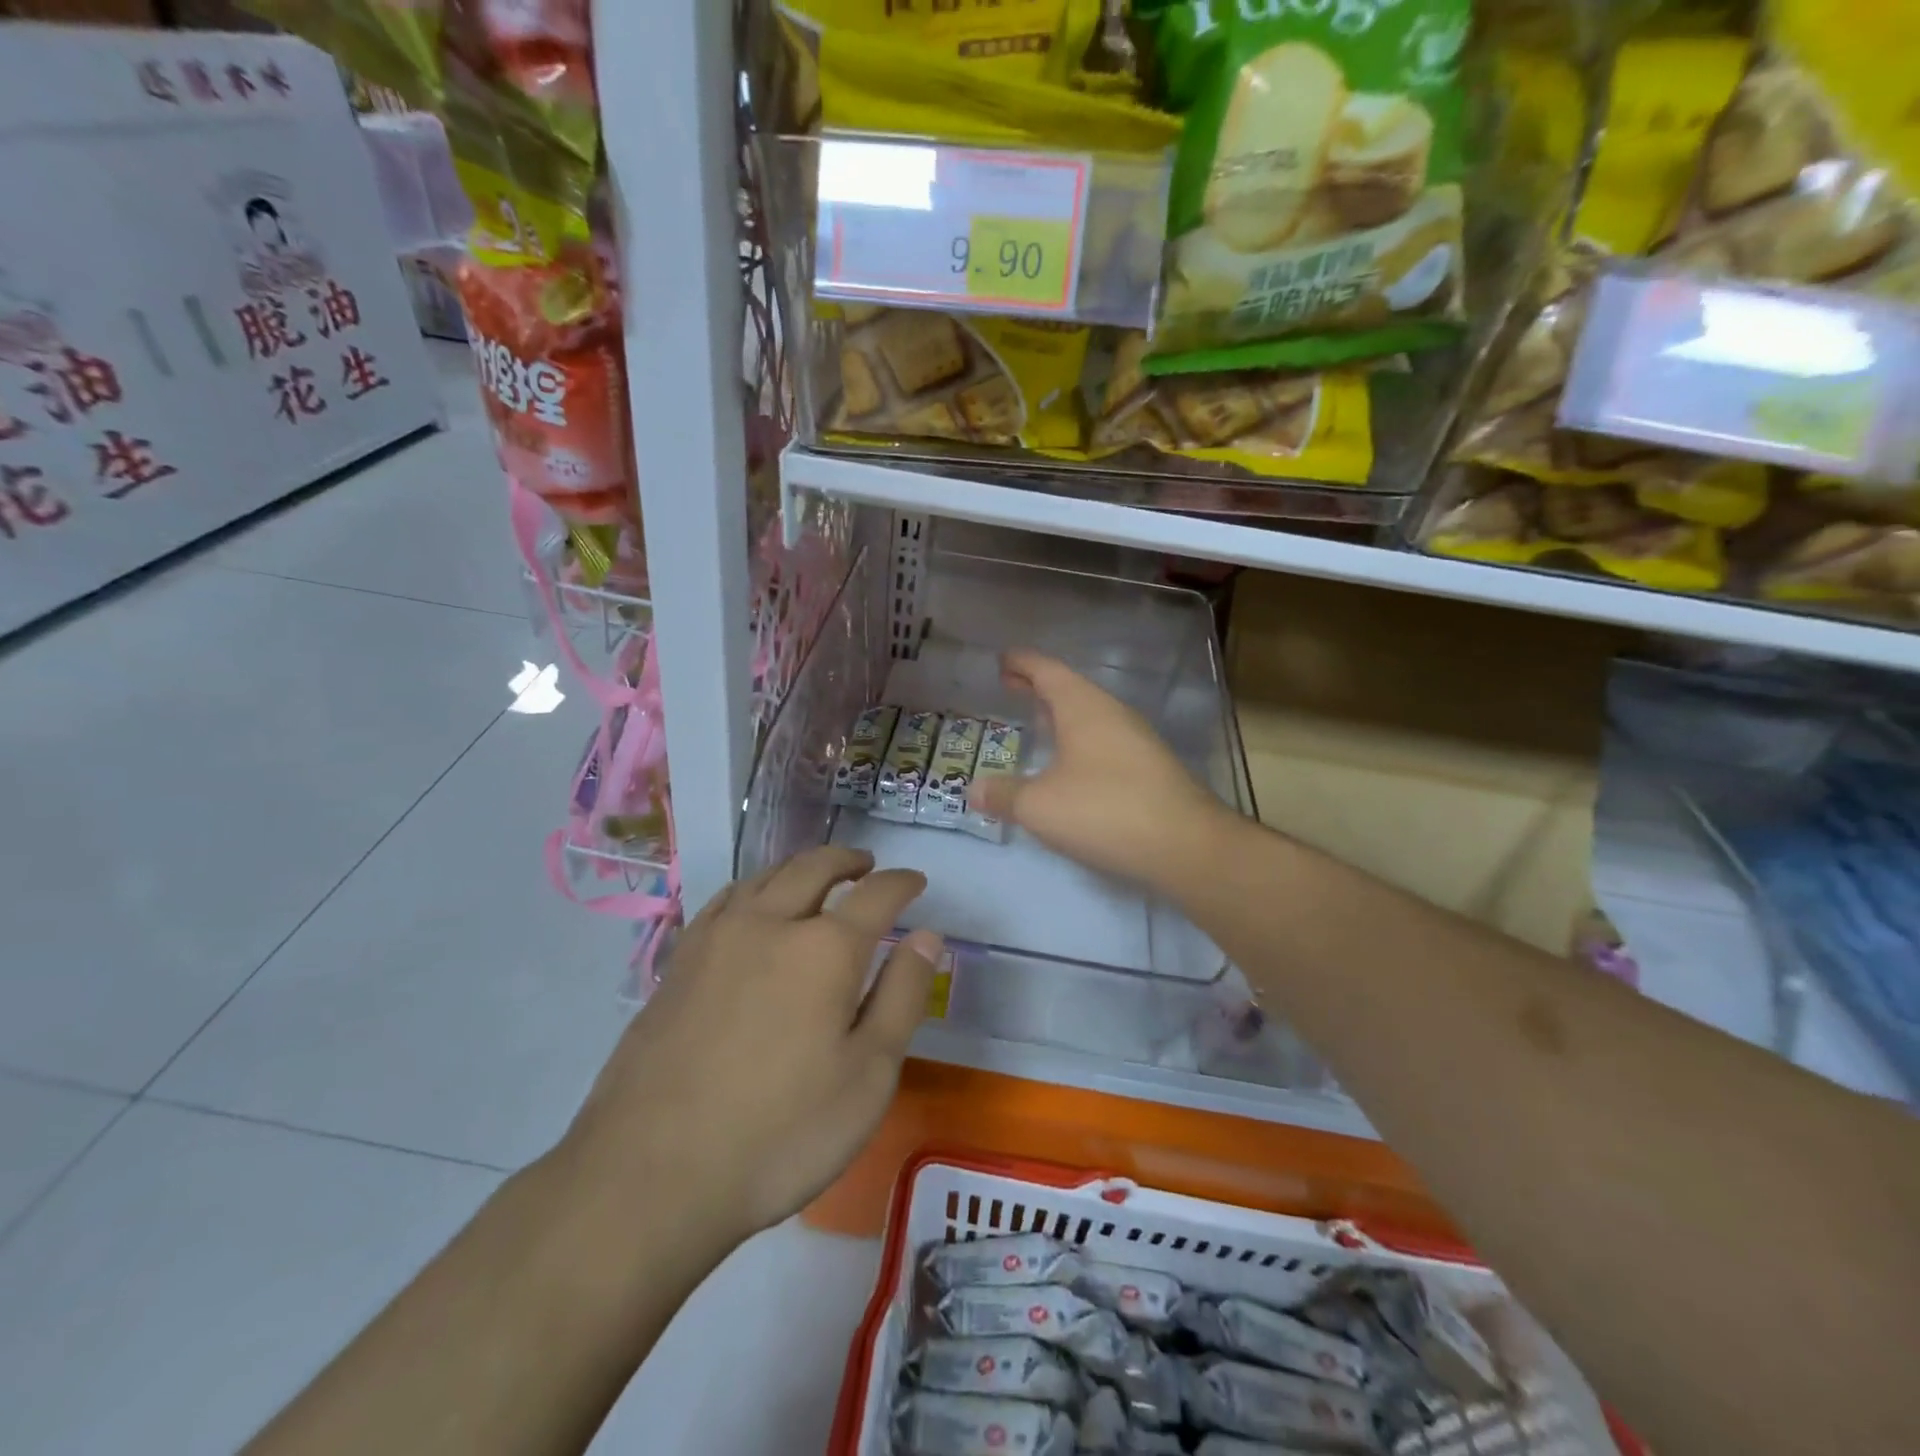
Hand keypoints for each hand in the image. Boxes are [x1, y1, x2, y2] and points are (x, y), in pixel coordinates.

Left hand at [562, 847, 940, 1243]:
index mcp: (825, 948)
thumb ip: (902, 996)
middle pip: (815, 867)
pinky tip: (754, 906)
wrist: (651, 1175)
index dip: (902, 883)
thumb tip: (927, 936)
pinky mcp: (679, 962)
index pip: (876, 894)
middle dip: (848, 860)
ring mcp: (717, 938)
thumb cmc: (780, 1133)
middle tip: (868, 865)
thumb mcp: (869, 1075)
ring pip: (766, 876)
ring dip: (801, 867)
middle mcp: (770, 923)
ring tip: (818, 877)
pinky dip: (755, 887)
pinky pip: (726, 900)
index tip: (916, 881)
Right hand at [972, 650, 1230, 892]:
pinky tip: (1071, 764)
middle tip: (1010, 687)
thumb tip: (973, 790)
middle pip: (1070, 689)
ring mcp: (1136, 740)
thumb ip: (1003, 794)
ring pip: (1090, 715)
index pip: (1047, 671)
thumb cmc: (1104, 811)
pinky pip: (1104, 740)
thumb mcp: (1039, 806)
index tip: (1002, 659)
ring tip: (1037, 722)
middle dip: (1038, 687)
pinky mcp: (1150, 768)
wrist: (1186, 845)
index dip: (1022, 663)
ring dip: (1061, 714)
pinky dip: (1079, 740)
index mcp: (1083, 707)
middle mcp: (1112, 714)